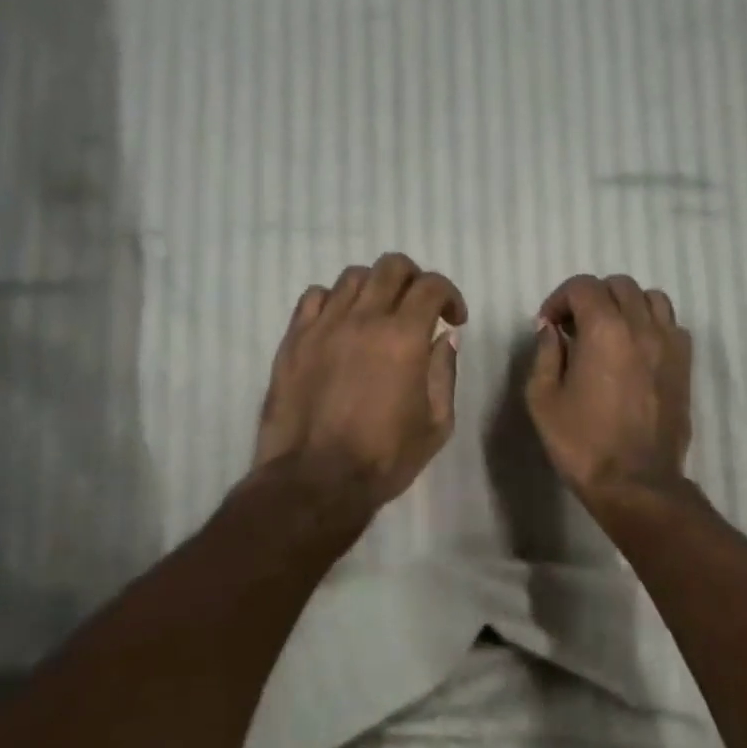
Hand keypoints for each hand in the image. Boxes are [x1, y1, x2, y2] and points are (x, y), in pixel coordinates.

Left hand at [254, 253, 466, 504]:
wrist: (314, 481)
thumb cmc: (384, 458)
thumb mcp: (436, 424)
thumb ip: (444, 373)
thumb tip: (444, 337)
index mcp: (403, 337)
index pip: (431, 285)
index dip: (450, 295)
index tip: (453, 319)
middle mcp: (363, 319)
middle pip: (392, 266)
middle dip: (414, 279)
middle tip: (418, 308)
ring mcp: (323, 326)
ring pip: (352, 277)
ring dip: (374, 288)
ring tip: (377, 315)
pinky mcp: (294, 340)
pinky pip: (314, 297)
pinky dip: (334, 301)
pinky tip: (340, 324)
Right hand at [525, 274, 692, 506]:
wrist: (635, 482)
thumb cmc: (582, 443)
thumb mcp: (543, 399)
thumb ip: (544, 354)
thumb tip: (550, 329)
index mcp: (604, 330)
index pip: (583, 287)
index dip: (559, 299)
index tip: (548, 326)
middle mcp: (642, 326)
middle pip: (619, 285)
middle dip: (591, 298)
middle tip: (574, 328)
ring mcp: (670, 344)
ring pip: (651, 298)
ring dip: (626, 305)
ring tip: (609, 332)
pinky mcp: (685, 365)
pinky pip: (672, 324)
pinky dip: (652, 325)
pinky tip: (636, 350)